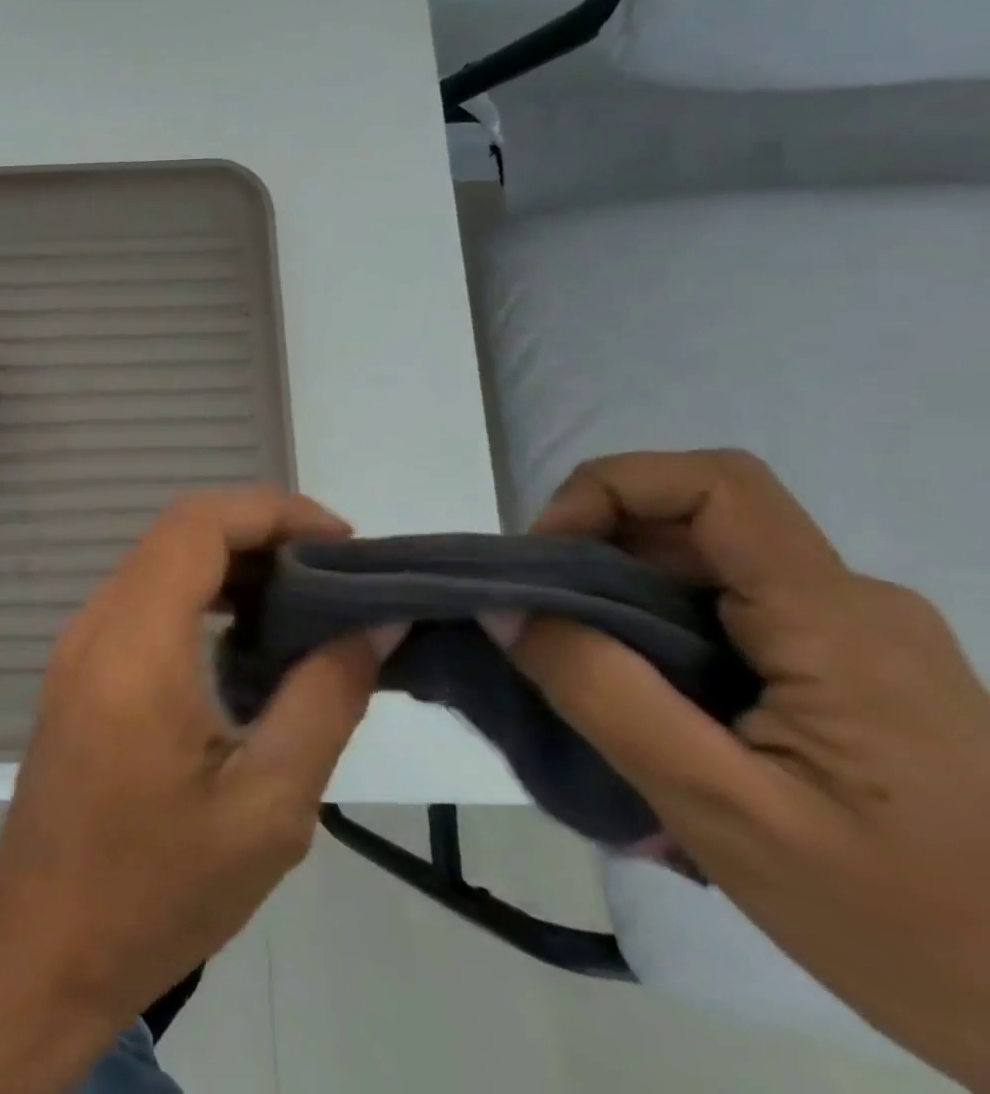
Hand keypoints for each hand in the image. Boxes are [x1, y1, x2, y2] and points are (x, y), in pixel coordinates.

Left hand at [0, 487, 376, 1093]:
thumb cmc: (159, 887)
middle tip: (336, 578)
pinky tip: (245, 640)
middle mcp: (97, 621)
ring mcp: (79, 641)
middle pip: (179, 532)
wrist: (46, 942)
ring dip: (230, 564)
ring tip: (303, 605)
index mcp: (136, 643)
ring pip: (159, 562)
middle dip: (261, 534)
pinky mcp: (78, 666)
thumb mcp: (267, 807)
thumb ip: (325, 700)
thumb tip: (374, 624)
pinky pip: (142, 599)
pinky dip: (198, 595)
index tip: (345, 546)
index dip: (275, 512)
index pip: (199, 524)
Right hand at [511, 450, 989, 1090]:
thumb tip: (504, 608)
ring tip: (581, 673)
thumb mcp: (722, 811)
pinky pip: (723, 610)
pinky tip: (643, 700)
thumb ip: (601, 695)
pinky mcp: (846, 668)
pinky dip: (652, 629)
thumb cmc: (907, 925)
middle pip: (692, 522)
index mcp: (837, 622)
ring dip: (617, 598)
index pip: (715, 484)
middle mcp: (851, 604)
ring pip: (700, 567)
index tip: (546, 557)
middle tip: (540, 626)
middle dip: (592, 553)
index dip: (608, 488)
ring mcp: (853, 635)